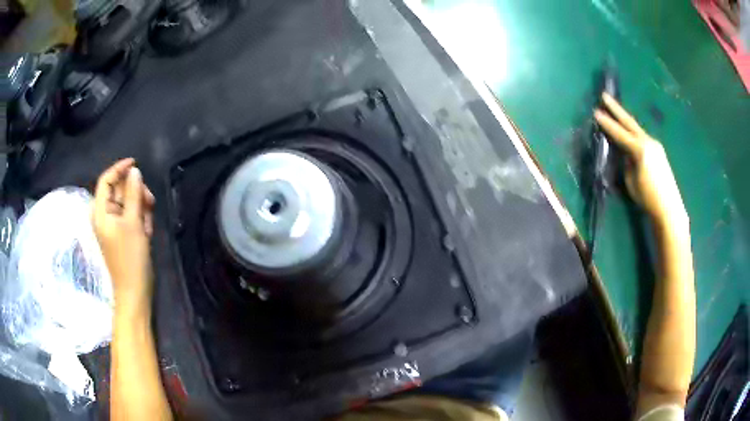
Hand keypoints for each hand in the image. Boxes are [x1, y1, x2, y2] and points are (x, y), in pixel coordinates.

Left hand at [92, 158, 155, 315]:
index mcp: (100, 211)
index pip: (106, 180)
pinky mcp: (121, 233)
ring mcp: (113, 225)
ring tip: (148, 224)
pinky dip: (140, 219)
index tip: (136, 163)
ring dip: (140, 208)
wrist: (134, 290)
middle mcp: (104, 215)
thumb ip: (133, 194)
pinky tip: (146, 231)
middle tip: (150, 201)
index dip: (119, 168)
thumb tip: (135, 171)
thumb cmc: (131, 257)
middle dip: (135, 193)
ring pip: (127, 203)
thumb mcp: (133, 222)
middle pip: (119, 190)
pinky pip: (130, 216)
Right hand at [594, 93, 686, 223]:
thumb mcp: (631, 181)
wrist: (669, 208)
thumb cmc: (648, 198)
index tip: (595, 112)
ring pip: (637, 128)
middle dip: (616, 109)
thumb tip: (625, 154)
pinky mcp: (659, 151)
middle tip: (605, 96)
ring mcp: (655, 145)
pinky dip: (634, 132)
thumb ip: (627, 163)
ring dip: (626, 120)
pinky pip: (643, 137)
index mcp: (640, 149)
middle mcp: (648, 141)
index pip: (620, 133)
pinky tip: (630, 133)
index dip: (607, 123)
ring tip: (616, 112)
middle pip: (630, 122)